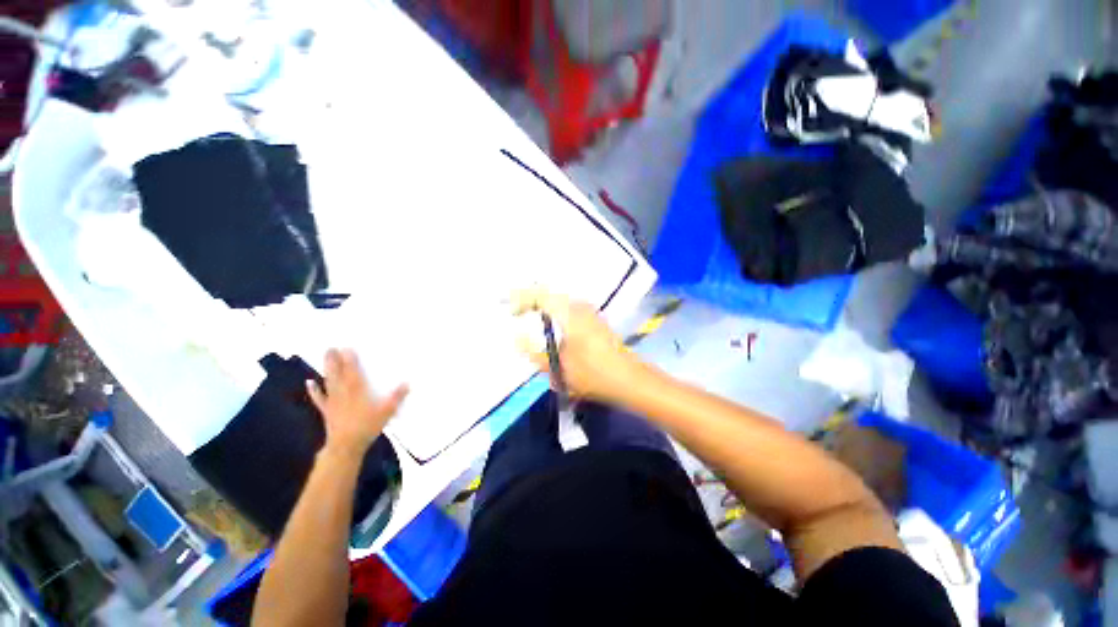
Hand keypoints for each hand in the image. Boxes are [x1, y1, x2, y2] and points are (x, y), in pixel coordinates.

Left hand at [307, 349, 408, 458]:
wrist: (346, 446)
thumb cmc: (367, 426)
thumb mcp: (387, 411)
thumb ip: (397, 397)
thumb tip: (407, 383)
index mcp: (357, 390)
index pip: (353, 370)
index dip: (350, 358)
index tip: (347, 346)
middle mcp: (343, 392)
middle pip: (338, 372)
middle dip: (335, 359)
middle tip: (331, 346)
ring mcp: (333, 401)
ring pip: (329, 381)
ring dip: (326, 368)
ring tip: (325, 355)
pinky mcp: (327, 410)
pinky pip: (319, 398)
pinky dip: (314, 390)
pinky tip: (309, 382)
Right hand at [511, 288, 642, 403]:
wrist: (629, 379)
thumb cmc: (593, 374)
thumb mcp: (558, 368)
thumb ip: (533, 352)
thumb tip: (517, 338)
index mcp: (569, 313)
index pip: (539, 295)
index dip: (520, 299)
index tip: (509, 311)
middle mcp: (579, 306)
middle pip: (549, 293)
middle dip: (530, 299)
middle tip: (515, 310)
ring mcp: (589, 311)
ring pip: (559, 300)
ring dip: (543, 304)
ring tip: (528, 313)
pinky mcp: (594, 319)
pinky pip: (568, 307)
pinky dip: (554, 311)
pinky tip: (549, 323)